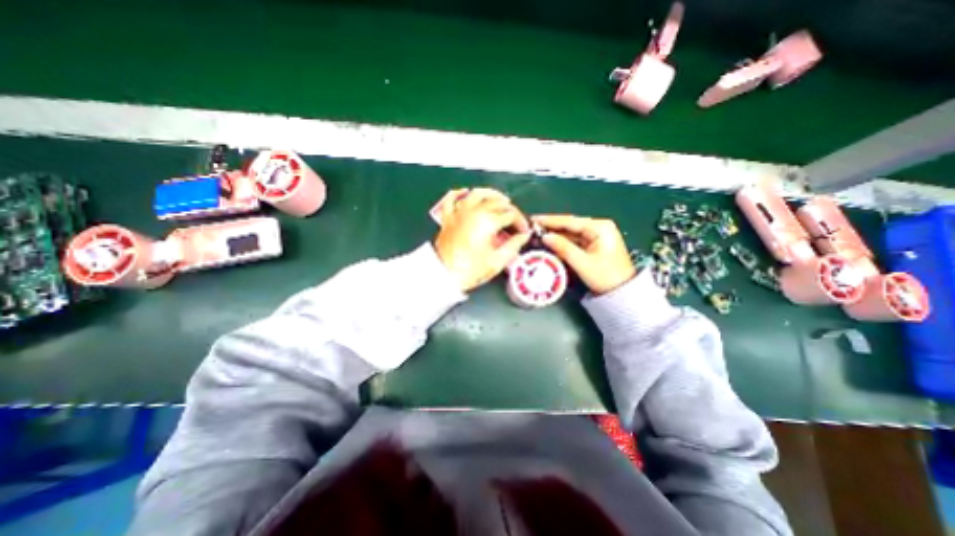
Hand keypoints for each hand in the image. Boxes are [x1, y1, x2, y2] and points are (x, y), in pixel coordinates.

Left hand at [435, 186, 533, 290]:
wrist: (443, 274)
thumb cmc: (469, 270)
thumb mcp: (497, 261)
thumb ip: (513, 246)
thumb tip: (522, 237)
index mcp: (488, 221)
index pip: (511, 214)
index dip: (521, 222)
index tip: (523, 231)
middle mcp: (474, 212)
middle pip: (497, 202)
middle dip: (510, 209)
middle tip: (514, 221)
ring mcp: (460, 213)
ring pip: (477, 193)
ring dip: (491, 194)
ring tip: (499, 199)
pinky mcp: (448, 218)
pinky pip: (452, 199)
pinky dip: (459, 193)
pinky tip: (466, 192)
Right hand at [535, 215, 632, 296]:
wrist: (623, 292)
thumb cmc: (605, 277)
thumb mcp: (583, 263)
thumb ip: (563, 248)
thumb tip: (545, 237)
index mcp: (600, 227)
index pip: (570, 221)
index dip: (550, 220)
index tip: (533, 219)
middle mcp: (599, 227)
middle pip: (570, 225)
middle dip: (551, 226)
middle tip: (532, 227)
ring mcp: (597, 235)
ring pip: (571, 232)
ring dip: (555, 234)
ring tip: (537, 233)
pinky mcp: (594, 243)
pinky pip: (575, 239)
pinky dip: (562, 241)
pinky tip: (550, 241)